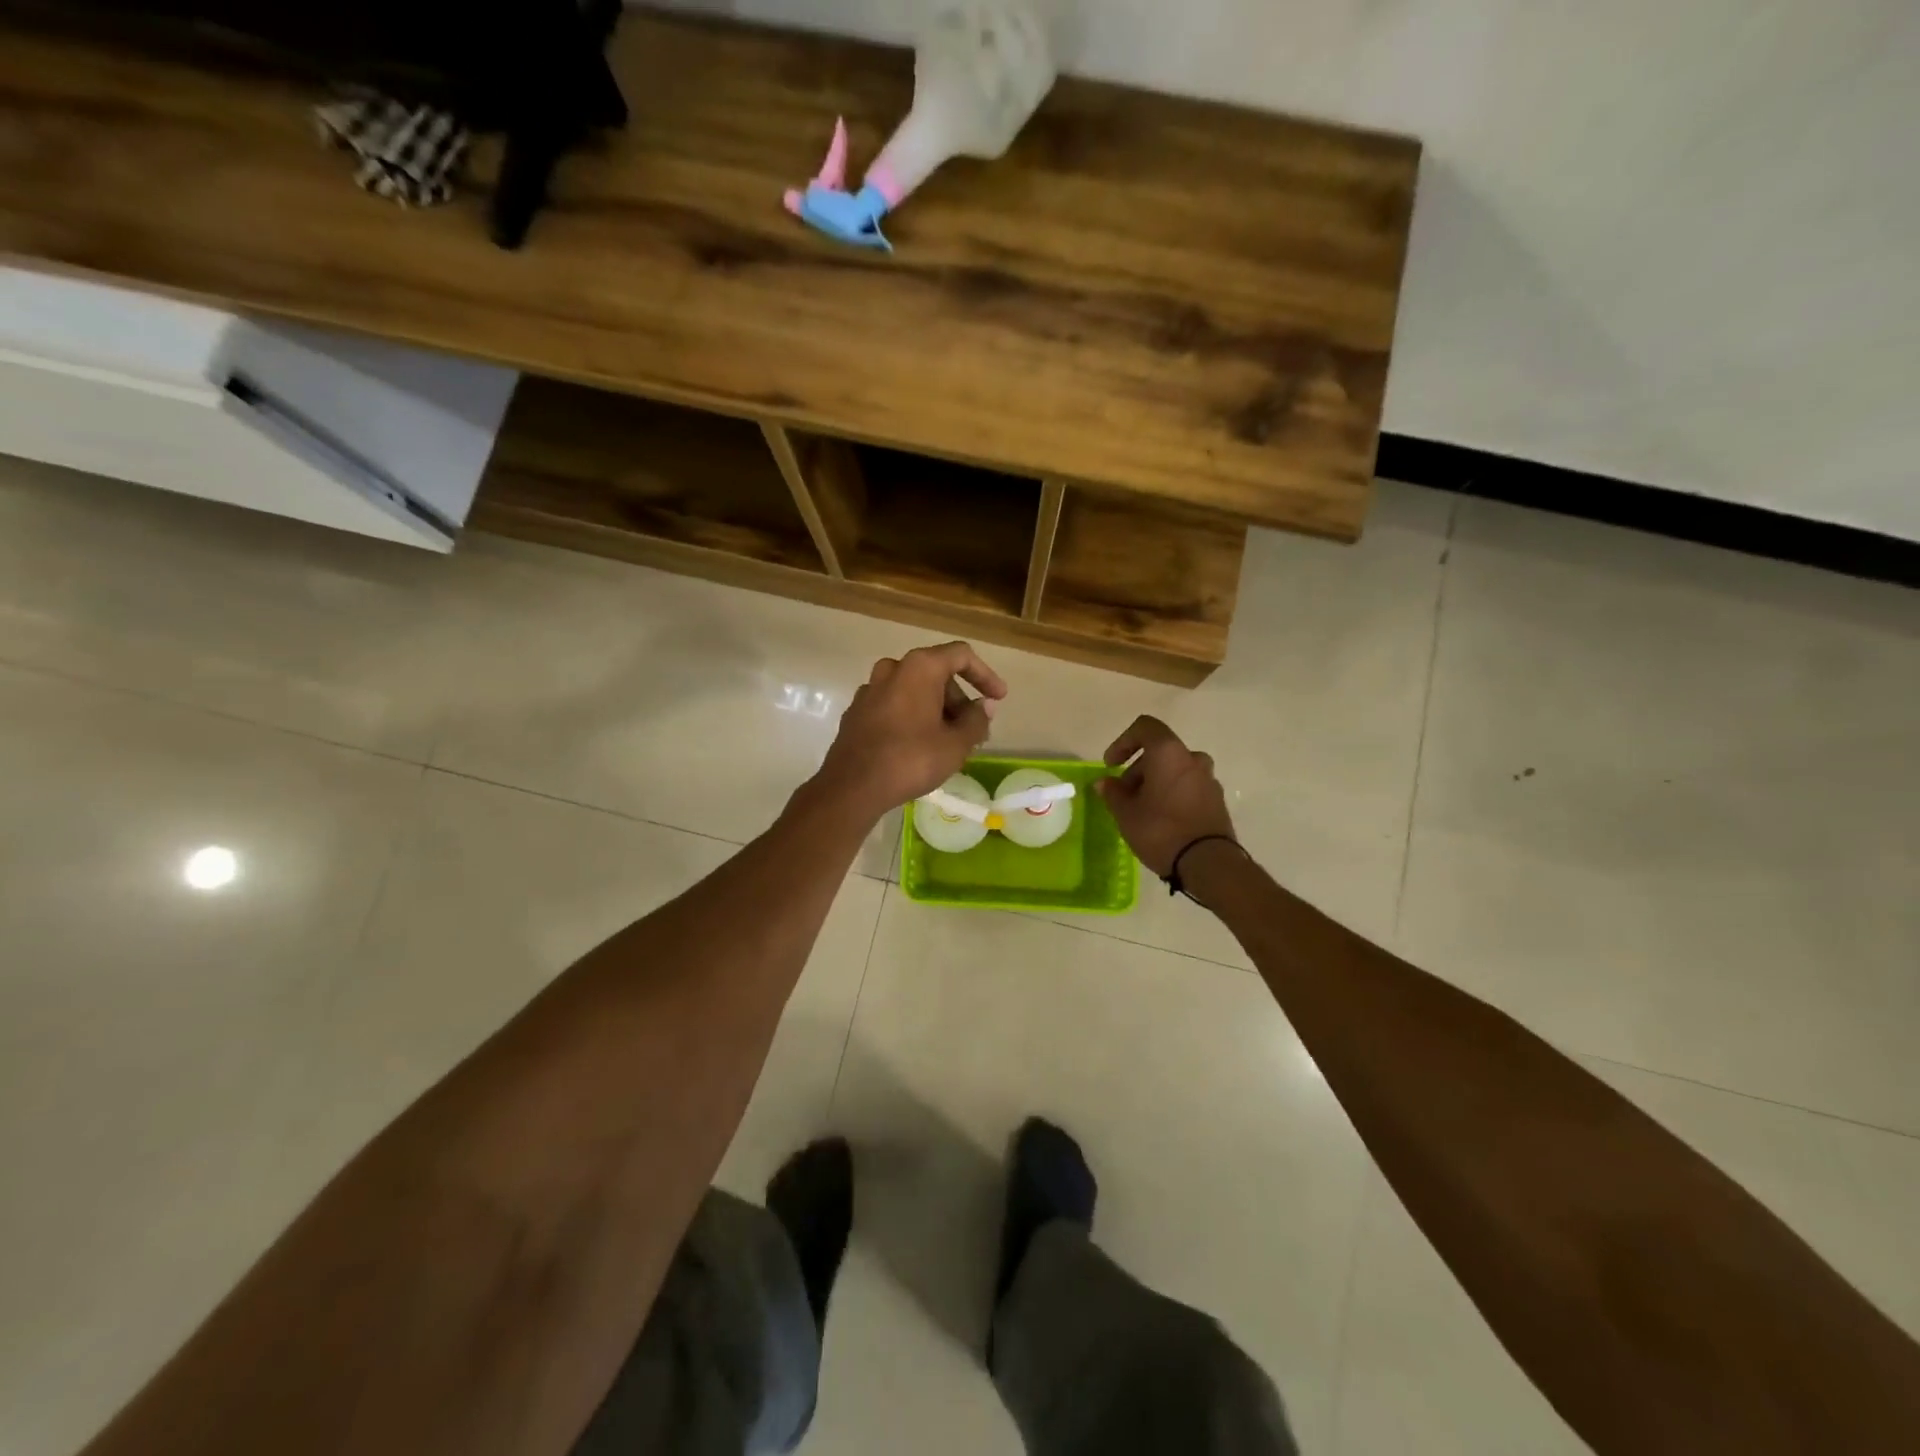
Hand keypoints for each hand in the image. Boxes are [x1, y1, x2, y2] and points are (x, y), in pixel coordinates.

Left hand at [816, 642, 1007, 818]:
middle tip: (974, 730)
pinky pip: (894, 704)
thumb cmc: (911, 759)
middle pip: (936, 673)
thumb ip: (976, 720)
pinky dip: (913, 716)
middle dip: (959, 699)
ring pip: (914, 690)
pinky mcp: (857, 711)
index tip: (998, 698)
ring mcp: (870, 689)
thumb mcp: (956, 744)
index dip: (985, 675)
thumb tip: (984, 705)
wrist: (852, 787)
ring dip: (936, 709)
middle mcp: (893, 668)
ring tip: (950, 741)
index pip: (961, 656)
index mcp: (919, 667)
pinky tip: (920, 745)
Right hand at [1095, 716, 1235, 876]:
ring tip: (1141, 809)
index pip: (1145, 727)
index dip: (1123, 742)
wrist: (1208, 863)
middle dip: (1137, 768)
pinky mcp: (1217, 800)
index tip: (1111, 765)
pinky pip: (1188, 787)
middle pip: (1160, 751)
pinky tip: (1161, 819)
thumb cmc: (1161, 830)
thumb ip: (1113, 793)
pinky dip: (1172, 794)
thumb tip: (1105, 783)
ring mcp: (1208, 779)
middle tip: (1123, 795)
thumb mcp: (1126, 813)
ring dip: (1155, 782)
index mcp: (1169, 753)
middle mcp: (1192, 759)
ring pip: (1175, 770)